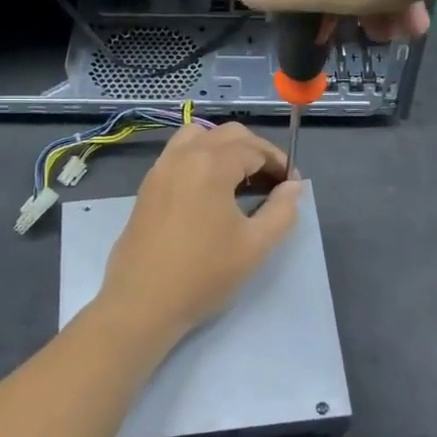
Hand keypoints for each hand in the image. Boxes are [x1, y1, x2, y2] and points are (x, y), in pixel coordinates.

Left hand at [95, 122, 299, 347]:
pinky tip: (210, 191)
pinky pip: (178, 154)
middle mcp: (183, 156)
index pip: (254, 148)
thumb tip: (293, 186)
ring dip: (224, 148)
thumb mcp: (255, 246)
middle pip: (227, 134)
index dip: (278, 163)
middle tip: (272, 181)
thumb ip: (282, 210)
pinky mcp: (147, 186)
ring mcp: (160, 169)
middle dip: (255, 150)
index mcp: (211, 164)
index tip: (292, 185)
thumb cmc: (203, 274)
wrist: (142, 303)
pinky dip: (200, 157)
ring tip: (239, 179)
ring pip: (198, 136)